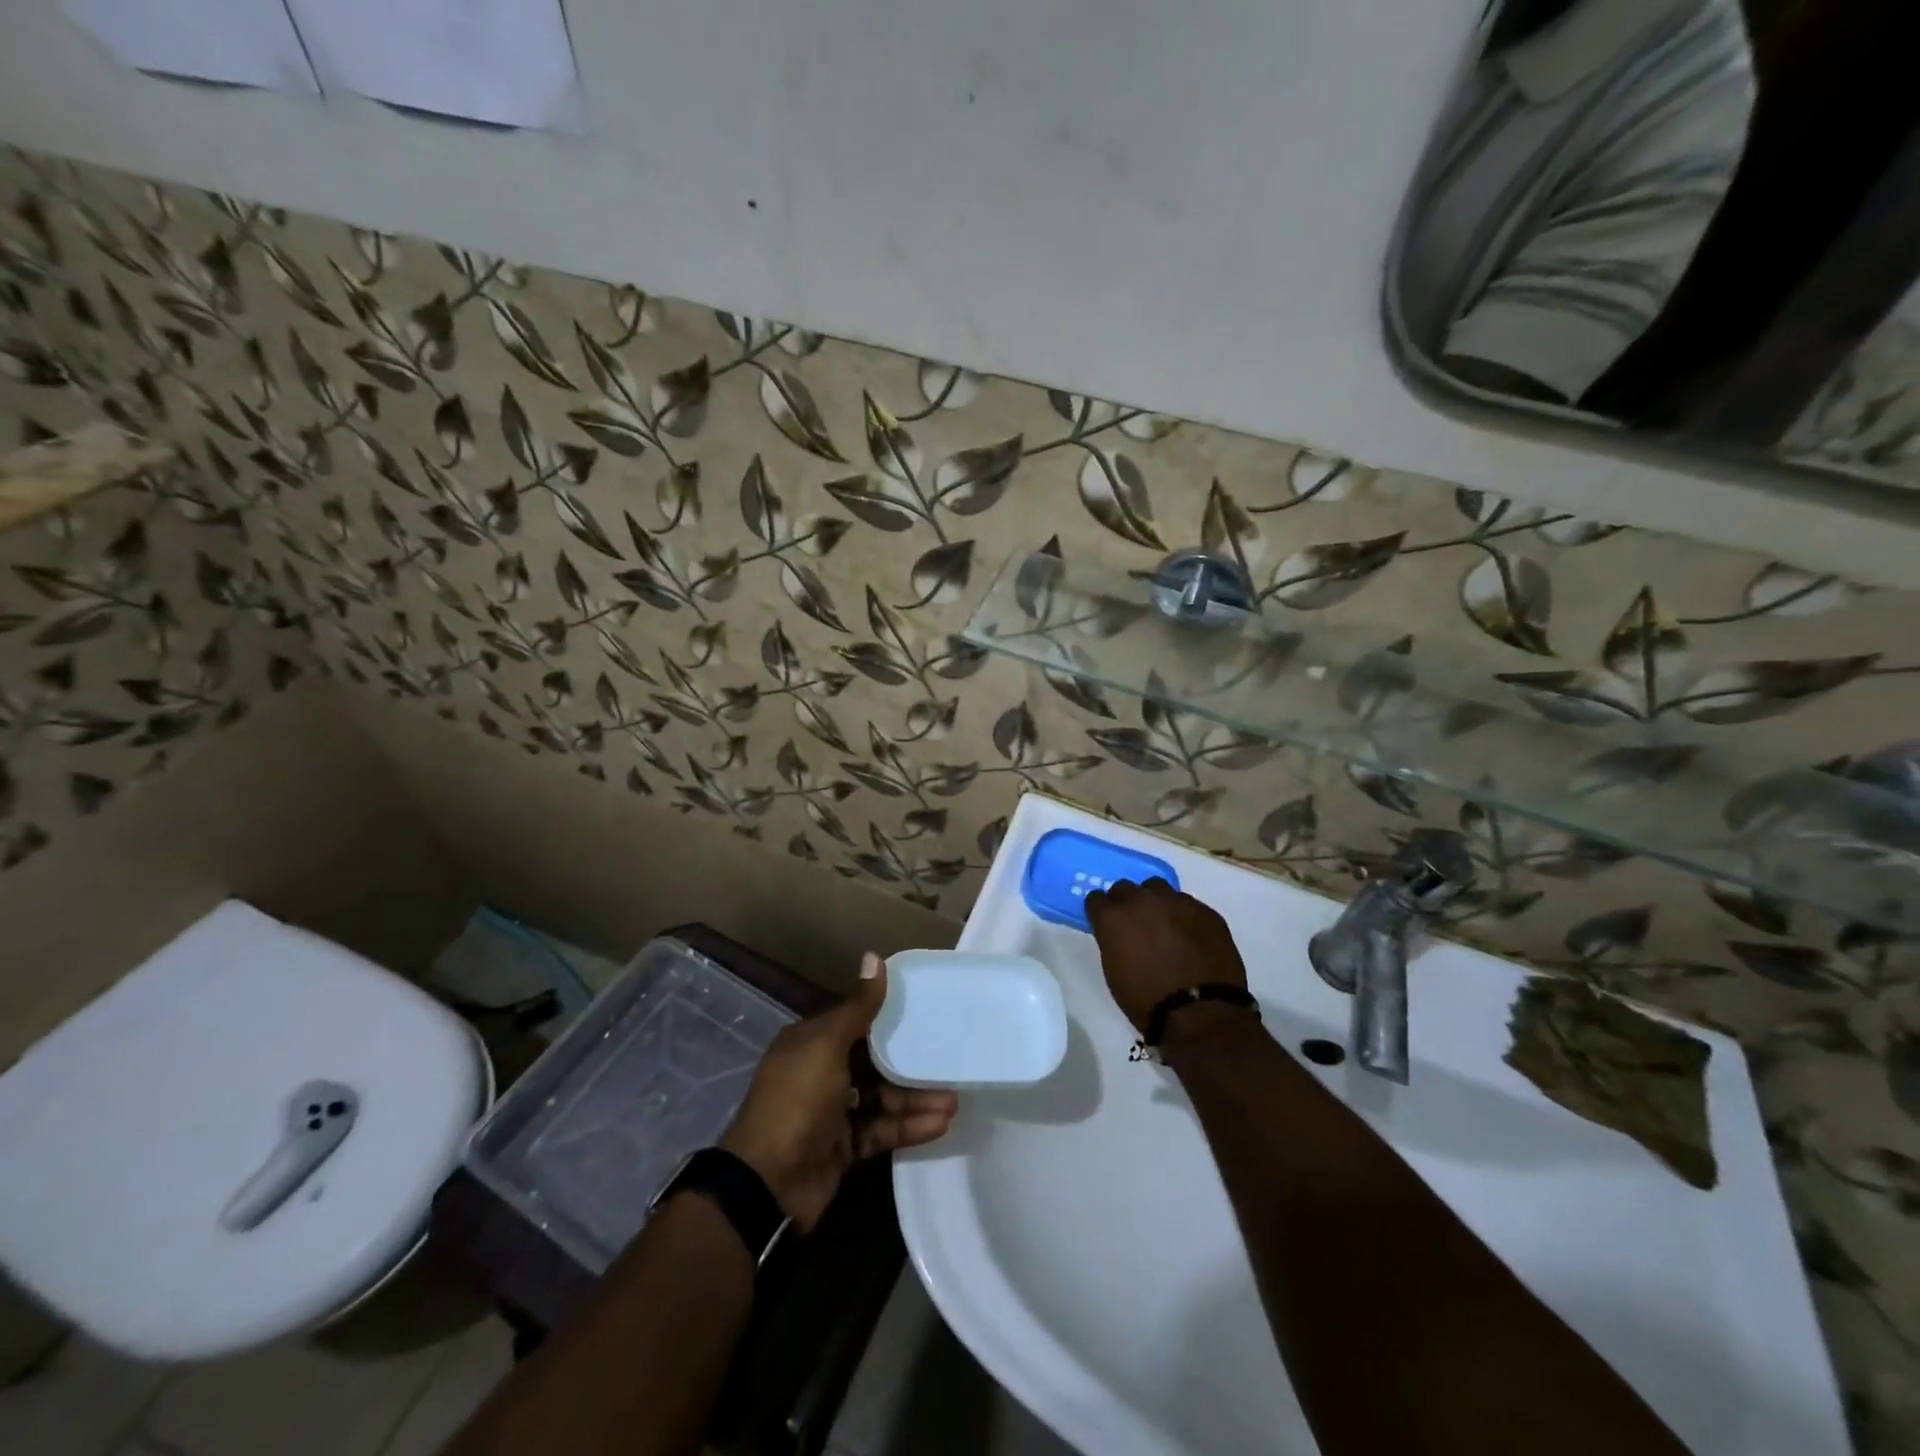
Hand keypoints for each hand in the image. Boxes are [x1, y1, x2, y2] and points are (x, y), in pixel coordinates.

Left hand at [720, 953, 958, 1230]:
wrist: (768, 1184)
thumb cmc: (797, 1100)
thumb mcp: (827, 1046)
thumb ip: (858, 1007)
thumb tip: (874, 955)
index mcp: (811, 1043)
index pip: (856, 1023)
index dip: (889, 1017)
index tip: (927, 1011)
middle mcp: (821, 1072)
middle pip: (874, 1062)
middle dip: (910, 1064)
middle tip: (949, 1061)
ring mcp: (833, 1112)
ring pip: (882, 1098)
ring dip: (916, 1099)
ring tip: (954, 1102)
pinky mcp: (844, 1147)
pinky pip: (881, 1130)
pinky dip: (908, 1127)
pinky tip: (940, 1124)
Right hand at [1084, 877, 1247, 1032]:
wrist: (1200, 1013)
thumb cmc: (1147, 1001)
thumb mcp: (1114, 971)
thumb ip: (1113, 941)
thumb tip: (1120, 935)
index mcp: (1113, 917)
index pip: (1096, 899)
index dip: (1101, 912)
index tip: (1107, 925)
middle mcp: (1142, 901)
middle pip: (1126, 887)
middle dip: (1126, 903)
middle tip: (1134, 924)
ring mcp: (1176, 902)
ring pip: (1158, 889)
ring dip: (1156, 903)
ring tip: (1165, 926)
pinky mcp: (1205, 910)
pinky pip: (1188, 905)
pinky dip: (1184, 917)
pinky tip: (1191, 938)